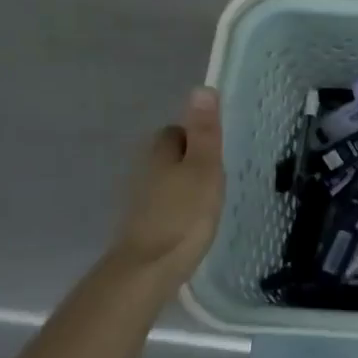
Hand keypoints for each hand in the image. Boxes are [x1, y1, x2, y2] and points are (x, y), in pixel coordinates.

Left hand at [110, 88, 224, 278]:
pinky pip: (164, 207)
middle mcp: (144, 173)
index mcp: (161, 154)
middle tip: (217, 174)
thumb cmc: (184, 215)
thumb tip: (201, 88)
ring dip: (183, 186)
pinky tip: (192, 224)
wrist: (148, 269)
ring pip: (165, 182)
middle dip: (189, 160)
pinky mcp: (142, 228)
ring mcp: (140, 203)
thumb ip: (205, 132)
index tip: (216, 149)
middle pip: (168, 156)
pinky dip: (177, 210)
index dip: (195, 135)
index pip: (175, 131)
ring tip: (209, 200)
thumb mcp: (204, 168)